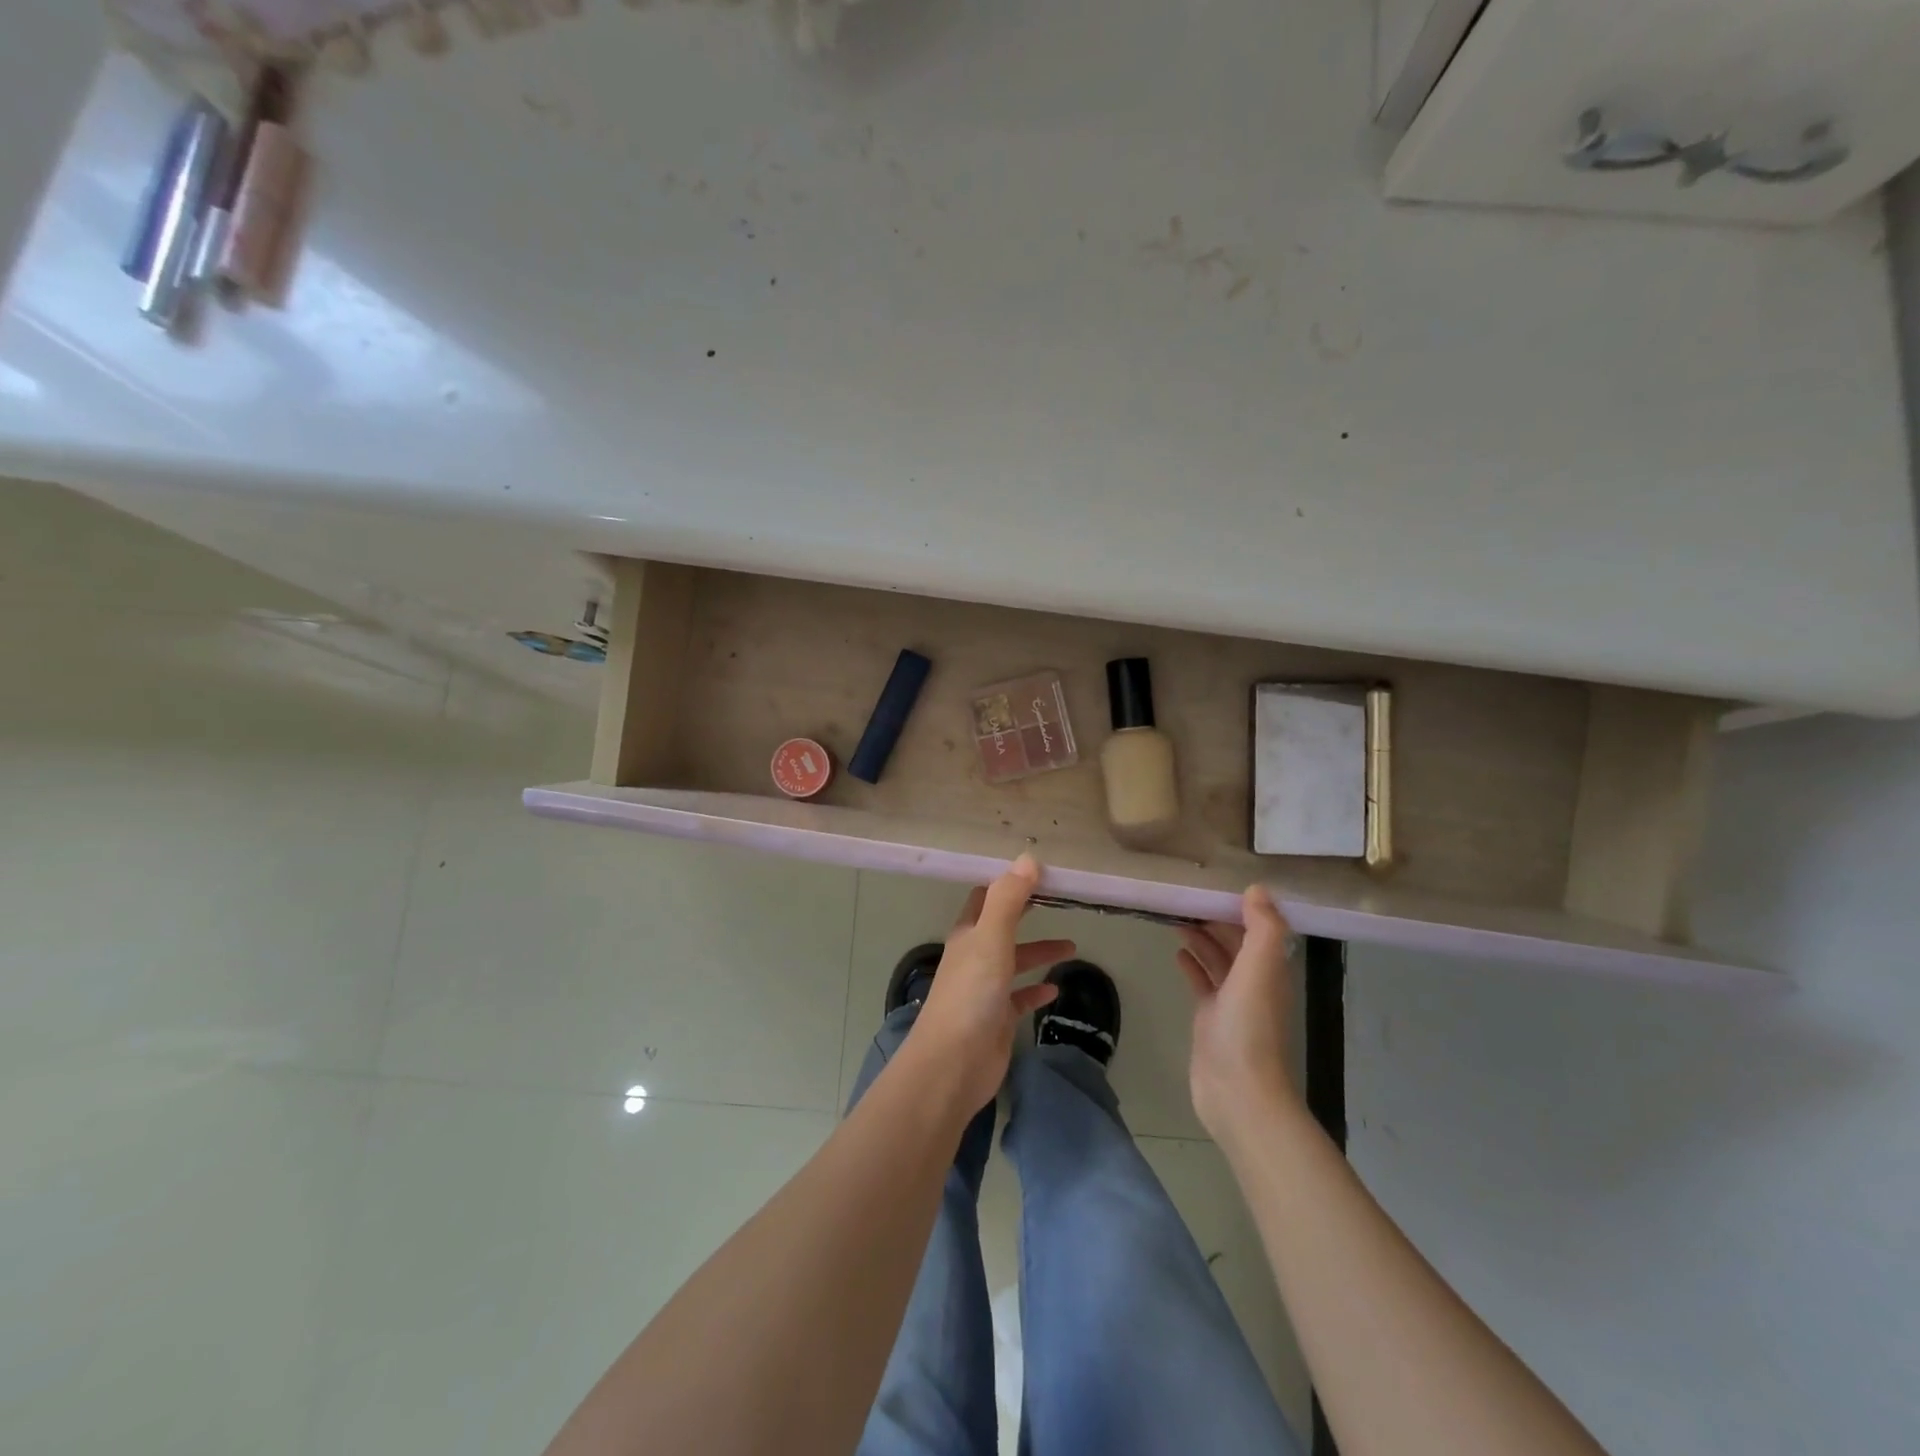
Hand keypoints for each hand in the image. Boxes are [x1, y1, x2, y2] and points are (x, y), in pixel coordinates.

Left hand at [905, 855, 1075, 1115]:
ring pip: (1015, 962)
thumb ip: (1008, 899)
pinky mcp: (997, 1019)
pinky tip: (1055, 989)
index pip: (985, 897)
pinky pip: (1020, 998)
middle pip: (1002, 927)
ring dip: (1039, 952)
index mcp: (968, 934)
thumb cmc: (971, 994)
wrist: (953, 1063)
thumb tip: (1028, 858)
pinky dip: (1036, 990)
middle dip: (1027, 914)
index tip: (1037, 872)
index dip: (1007, 883)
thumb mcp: (991, 938)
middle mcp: (974, 956)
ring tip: (1072, 946)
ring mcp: (985, 989)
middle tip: (1059, 901)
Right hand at [1177, 885, 1299, 1138]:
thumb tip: (1257, 889)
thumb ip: (1263, 928)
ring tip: (1177, 918)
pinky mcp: (1211, 1018)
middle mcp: (1255, 982)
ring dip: (1202, 939)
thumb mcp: (1260, 969)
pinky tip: (1177, 953)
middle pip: (1237, 942)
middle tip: (1187, 898)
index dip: (1241, 906)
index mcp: (1270, 968)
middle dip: (1217, 919)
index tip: (1215, 884)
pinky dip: (1192, 965)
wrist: (1238, 1091)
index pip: (1259, 928)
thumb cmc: (1249, 1026)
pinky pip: (1202, 983)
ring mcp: (1232, 1002)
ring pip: (1218, 960)